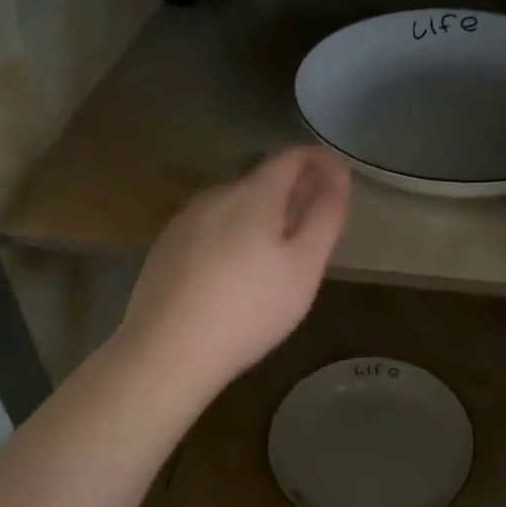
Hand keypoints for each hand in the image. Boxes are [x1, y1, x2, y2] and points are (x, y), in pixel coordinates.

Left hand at [118, 146, 351, 394]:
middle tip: (314, 224)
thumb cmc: (250, 309)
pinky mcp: (166, 246)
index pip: (292, 156)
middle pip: (262, 178)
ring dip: (261, 214)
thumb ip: (325, 216)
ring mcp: (185, 219)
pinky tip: (235, 270)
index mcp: (254, 194)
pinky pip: (210, 226)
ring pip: (234, 203)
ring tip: (277, 251)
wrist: (167, 350)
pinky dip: (233, 233)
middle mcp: (216, 194)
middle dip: (292, 191)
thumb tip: (338, 176)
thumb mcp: (304, 266)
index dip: (320, 161)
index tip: (339, 179)